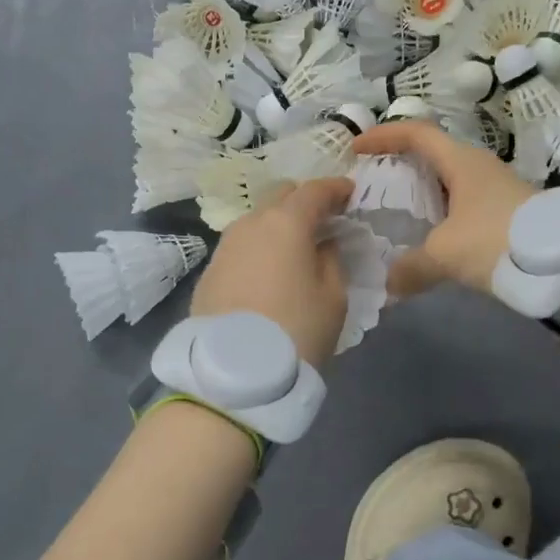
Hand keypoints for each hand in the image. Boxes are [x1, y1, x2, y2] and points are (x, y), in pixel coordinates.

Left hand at [191, 177, 352, 366]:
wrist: (234, 371)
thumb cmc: (296, 329)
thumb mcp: (333, 296)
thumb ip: (332, 259)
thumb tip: (322, 244)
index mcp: (286, 223)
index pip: (314, 191)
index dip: (336, 188)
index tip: (350, 193)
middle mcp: (250, 224)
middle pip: (280, 196)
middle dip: (303, 201)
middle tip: (323, 221)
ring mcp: (225, 246)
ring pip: (256, 220)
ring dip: (278, 224)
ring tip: (295, 247)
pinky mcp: (210, 271)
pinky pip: (241, 247)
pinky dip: (259, 248)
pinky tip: (269, 270)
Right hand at [353, 121, 537, 297]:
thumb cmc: (497, 241)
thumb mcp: (445, 255)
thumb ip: (411, 268)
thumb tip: (388, 285)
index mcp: (461, 162)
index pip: (416, 133)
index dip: (383, 136)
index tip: (356, 149)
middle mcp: (478, 167)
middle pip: (432, 154)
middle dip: (400, 165)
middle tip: (374, 183)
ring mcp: (495, 188)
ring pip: (449, 182)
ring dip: (422, 192)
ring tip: (396, 213)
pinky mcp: (506, 211)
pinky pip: (462, 203)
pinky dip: (440, 213)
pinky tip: (431, 238)